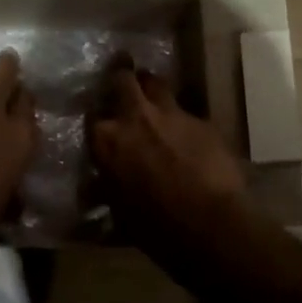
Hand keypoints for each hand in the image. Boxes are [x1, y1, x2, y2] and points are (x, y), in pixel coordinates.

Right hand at [92, 68, 245, 235]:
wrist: (209, 225)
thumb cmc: (154, 227)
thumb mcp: (118, 212)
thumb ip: (105, 189)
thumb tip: (93, 187)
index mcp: (107, 140)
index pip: (92, 115)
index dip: (97, 115)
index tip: (100, 119)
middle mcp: (135, 117)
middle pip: (123, 78)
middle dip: (121, 75)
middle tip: (122, 78)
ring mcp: (171, 114)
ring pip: (157, 84)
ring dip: (152, 88)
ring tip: (154, 96)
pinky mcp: (202, 121)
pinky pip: (187, 112)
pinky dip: (182, 120)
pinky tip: (188, 135)